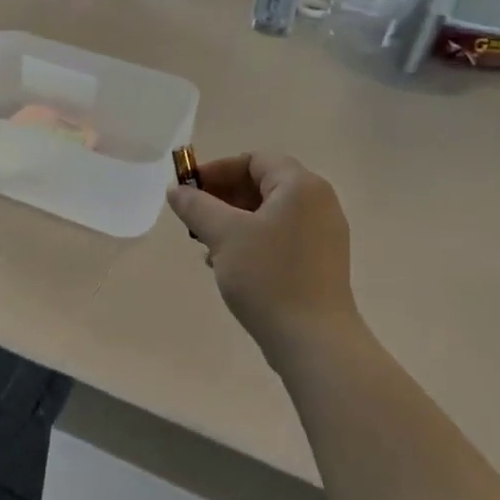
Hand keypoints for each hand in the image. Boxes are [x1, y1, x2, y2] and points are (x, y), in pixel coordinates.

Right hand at [165, 153, 360, 357]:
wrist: (313, 339)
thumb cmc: (267, 276)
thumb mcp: (223, 235)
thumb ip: (196, 206)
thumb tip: (176, 190)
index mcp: (300, 186)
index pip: (254, 160)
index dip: (217, 170)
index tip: (188, 190)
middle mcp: (318, 202)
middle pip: (263, 184)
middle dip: (223, 197)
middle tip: (193, 218)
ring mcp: (324, 234)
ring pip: (269, 213)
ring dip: (234, 221)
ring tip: (207, 245)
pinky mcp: (320, 261)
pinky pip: (281, 236)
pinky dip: (253, 240)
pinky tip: (230, 264)